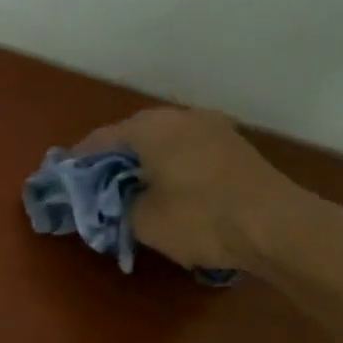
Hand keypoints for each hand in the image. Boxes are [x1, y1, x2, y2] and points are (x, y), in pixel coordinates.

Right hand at [75, 107, 314, 273]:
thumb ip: (117, 206)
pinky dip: (169, 164)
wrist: (278, 226)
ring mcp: (212, 127)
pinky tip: (167, 187)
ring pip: (163, 140)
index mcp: (150, 128)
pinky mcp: (234, 145)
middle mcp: (180, 117)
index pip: (100, 140)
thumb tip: (114, 200)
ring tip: (130, 188)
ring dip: (143, 161)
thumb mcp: (144, 221)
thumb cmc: (201, 218)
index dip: (79, 161)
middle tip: (95, 185)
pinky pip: (187, 149)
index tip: (63, 178)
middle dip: (112, 159)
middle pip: (133, 135)